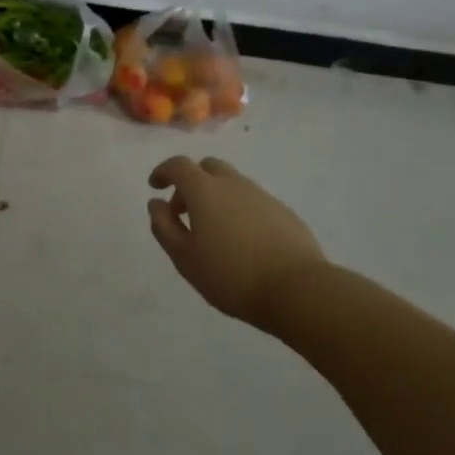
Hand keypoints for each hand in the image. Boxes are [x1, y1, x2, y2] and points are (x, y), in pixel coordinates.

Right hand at [148, 156, 325, 329]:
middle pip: (207, 167)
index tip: (155, 186)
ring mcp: (262, 196)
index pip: (178, 165)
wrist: (298, 290)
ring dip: (216, 197)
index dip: (163, 171)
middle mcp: (233, 184)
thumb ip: (164, 227)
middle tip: (184, 211)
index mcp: (205, 190)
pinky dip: (239, 210)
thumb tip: (155, 203)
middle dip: (191, 182)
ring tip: (213, 231)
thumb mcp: (184, 257)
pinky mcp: (284, 213)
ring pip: (232, 184)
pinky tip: (242, 241)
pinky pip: (253, 201)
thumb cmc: (231, 275)